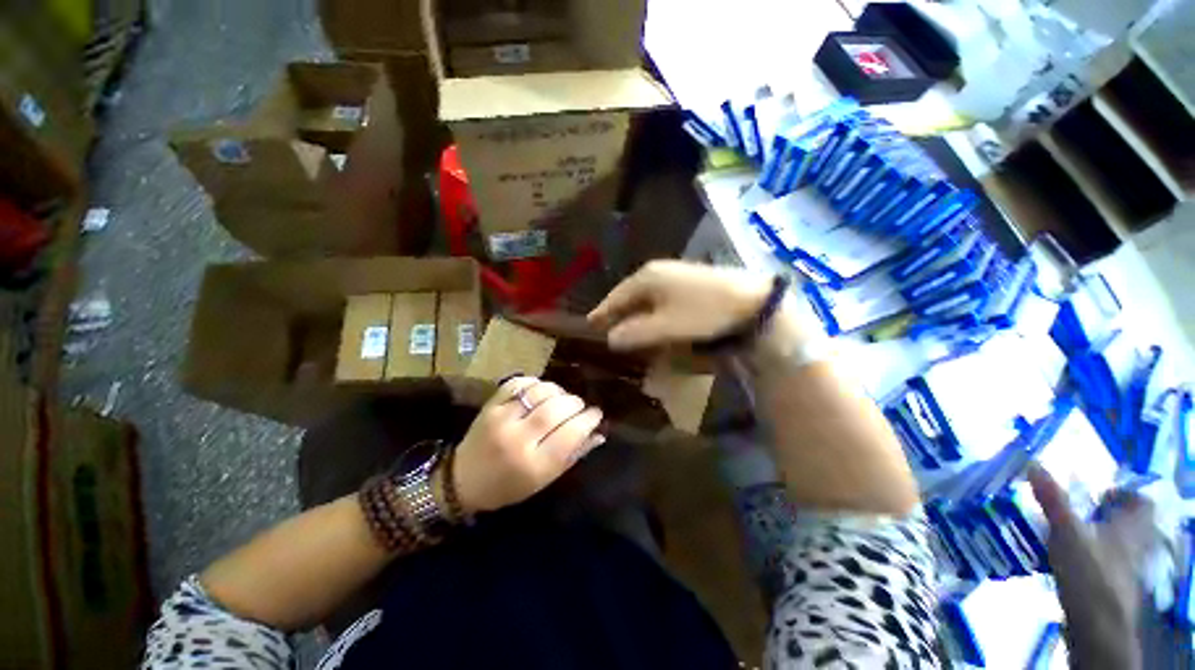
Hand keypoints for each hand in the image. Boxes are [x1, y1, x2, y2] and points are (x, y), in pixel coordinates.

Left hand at [450, 377, 604, 513]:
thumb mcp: (544, 480)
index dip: (588, 420)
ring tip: (560, 398)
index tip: (596, 414)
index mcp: (534, 465)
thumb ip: (573, 455)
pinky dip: (535, 382)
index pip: (570, 434)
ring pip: (540, 391)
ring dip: (557, 391)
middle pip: (557, 409)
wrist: (463, 480)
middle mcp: (518, 439)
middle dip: (576, 403)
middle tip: (579, 406)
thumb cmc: (509, 486)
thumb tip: (599, 433)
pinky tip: (540, 391)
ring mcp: (502, 418)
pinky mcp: (491, 405)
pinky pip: (519, 383)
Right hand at [588, 260, 775, 350]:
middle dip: (617, 312)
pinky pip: (658, 296)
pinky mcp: (686, 280)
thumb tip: (611, 338)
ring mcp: (673, 274)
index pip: (615, 296)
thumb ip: (636, 333)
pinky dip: (650, 309)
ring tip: (626, 326)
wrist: (750, 299)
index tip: (590, 324)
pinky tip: (652, 318)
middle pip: (628, 294)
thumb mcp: (666, 326)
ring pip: (644, 295)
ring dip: (634, 312)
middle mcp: (656, 271)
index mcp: (646, 278)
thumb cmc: (703, 312)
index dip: (602, 312)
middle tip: (606, 328)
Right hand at [1029, 466, 1156, 669]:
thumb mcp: (1066, 532)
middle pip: (1127, 523)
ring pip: (1114, 543)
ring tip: (1065, 532)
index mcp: (1131, 526)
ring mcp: (1124, 567)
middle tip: (1076, 509)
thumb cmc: (1089, 571)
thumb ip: (1052, 499)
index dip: (1123, 494)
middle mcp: (1134, 543)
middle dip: (1104, 515)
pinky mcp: (1111, 585)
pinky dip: (1088, 557)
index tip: (1097, 492)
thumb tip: (1033, 462)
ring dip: (1094, 536)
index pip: (1140, 501)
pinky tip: (1066, 559)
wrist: (1097, 625)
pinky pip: (1103, 562)